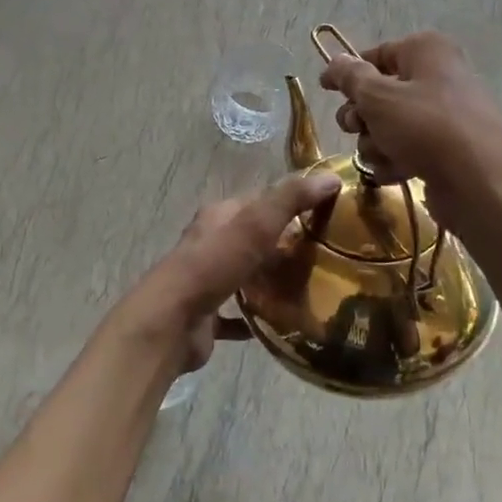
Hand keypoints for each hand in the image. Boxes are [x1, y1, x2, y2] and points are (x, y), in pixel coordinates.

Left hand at [117, 170, 342, 373]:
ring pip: (244, 275)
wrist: (171, 322)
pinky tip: (280, 324)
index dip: (289, 203)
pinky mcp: (205, 316)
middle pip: (252, 239)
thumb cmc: (213, 265)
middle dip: (282, 245)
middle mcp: (210, 244)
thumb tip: (330, 176)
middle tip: (322, 256)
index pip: (259, 201)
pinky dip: (255, 318)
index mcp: (219, 216)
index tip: (323, 214)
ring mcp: (206, 281)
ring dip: (268, 280)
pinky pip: (236, 315)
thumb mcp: (256, 223)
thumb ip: (291, 199)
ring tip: (308, 289)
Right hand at [318, 31, 501, 234]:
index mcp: (426, 51)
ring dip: (376, 144)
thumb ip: (350, 77)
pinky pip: (406, 150)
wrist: (482, 184)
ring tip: (386, 156)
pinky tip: (397, 173)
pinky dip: (395, 161)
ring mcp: (443, 116)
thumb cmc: (426, 127)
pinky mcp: (445, 151)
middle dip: (362, 116)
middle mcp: (437, 77)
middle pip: (379, 93)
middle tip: (359, 127)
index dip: (347, 73)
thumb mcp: (378, 97)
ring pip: (388, 126)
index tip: (324, 90)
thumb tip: (334, 60)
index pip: (375, 54)